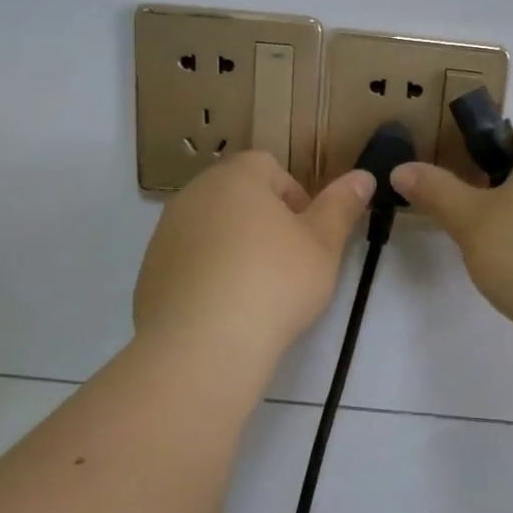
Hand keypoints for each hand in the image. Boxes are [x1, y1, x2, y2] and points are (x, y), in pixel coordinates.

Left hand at [134, 151, 372, 372]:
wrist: (202, 346)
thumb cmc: (274, 283)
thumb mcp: (323, 245)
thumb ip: (342, 206)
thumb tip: (363, 176)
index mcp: (235, 178)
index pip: (269, 166)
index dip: (295, 196)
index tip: (308, 235)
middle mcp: (193, 195)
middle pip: (237, 195)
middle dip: (265, 221)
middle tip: (288, 263)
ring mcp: (166, 234)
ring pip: (212, 228)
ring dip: (235, 247)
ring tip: (256, 290)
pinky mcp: (150, 273)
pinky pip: (189, 262)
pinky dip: (208, 275)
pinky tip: (225, 310)